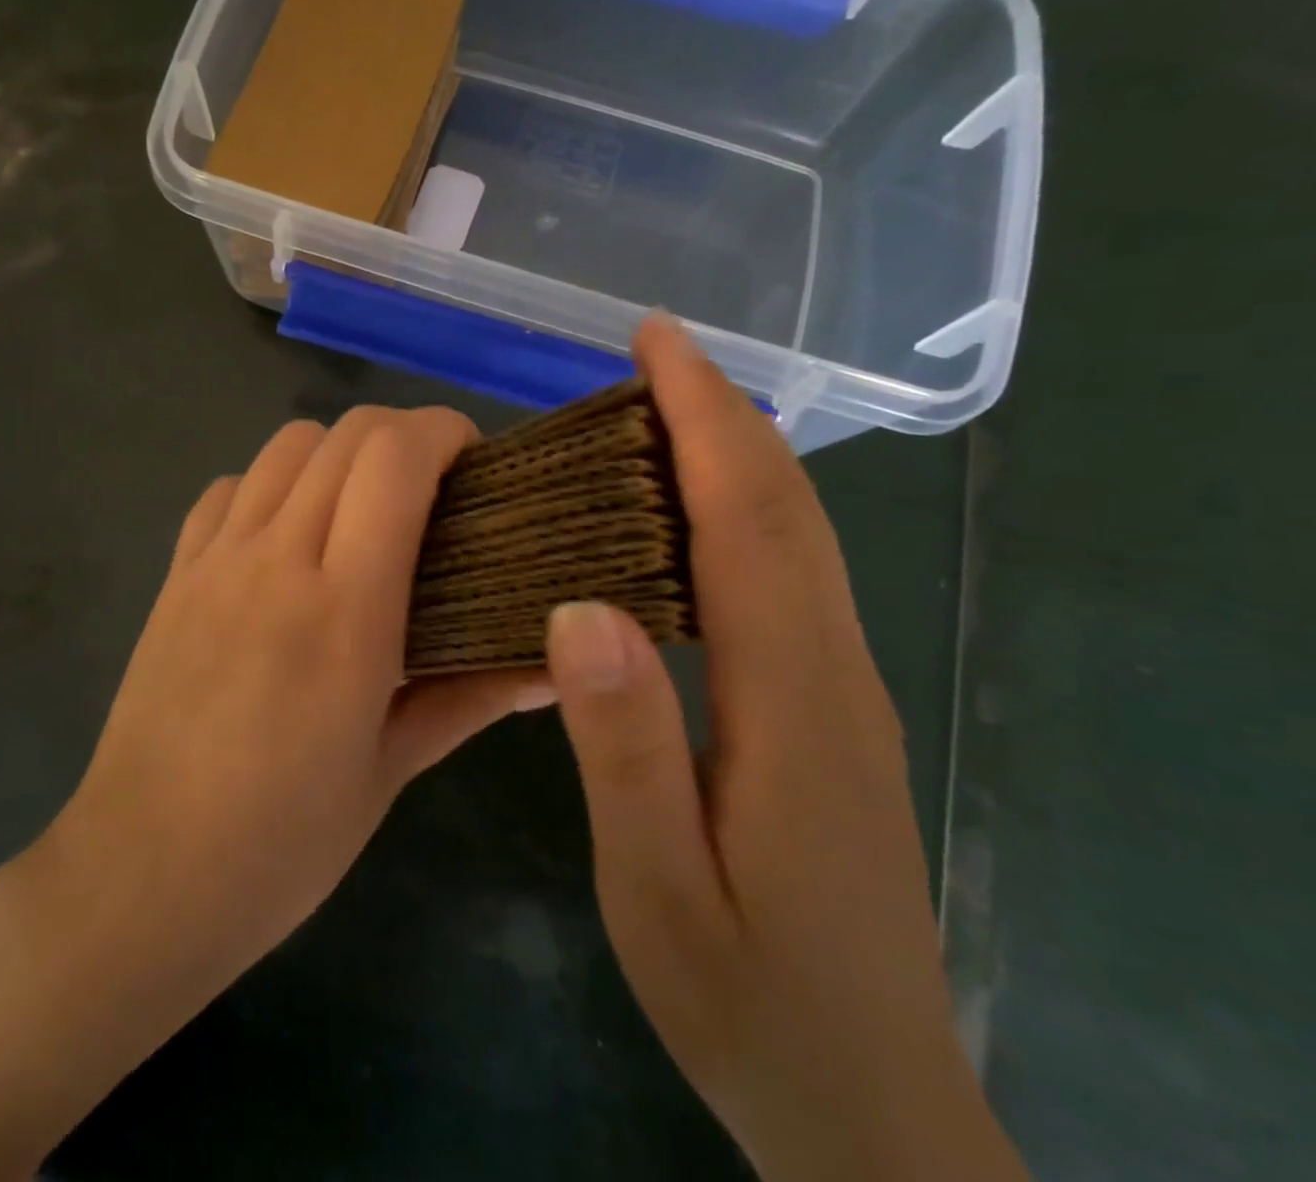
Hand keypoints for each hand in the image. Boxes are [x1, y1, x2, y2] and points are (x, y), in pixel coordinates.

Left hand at [52, 404, 550, 989]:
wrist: (140, 878)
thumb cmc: (281, 841)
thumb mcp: (389, 771)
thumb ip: (470, 698)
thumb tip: (551, 668)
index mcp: (344, 609)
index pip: (395, 460)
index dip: (444, 432)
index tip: (476, 461)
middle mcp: (276, 560)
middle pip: (345, 434)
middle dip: (404, 434)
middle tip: (436, 486)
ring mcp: (216, 560)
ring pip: (286, 445)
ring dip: (339, 453)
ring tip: (363, 506)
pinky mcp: (175, 574)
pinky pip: (229, 488)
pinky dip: (273, 485)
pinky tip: (287, 536)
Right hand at [544, 316, 1029, 1181]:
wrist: (871, 1107)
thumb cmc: (751, 1002)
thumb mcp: (661, 891)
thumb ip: (625, 749)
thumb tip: (579, 611)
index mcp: (793, 702)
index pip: (747, 522)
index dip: (705, 419)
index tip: (659, 343)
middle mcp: (832, 672)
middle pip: (783, 511)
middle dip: (721, 414)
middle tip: (648, 354)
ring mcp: (839, 691)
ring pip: (791, 540)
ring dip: (731, 456)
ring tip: (654, 412)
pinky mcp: (826, 712)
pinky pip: (783, 580)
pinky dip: (737, 514)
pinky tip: (682, 516)